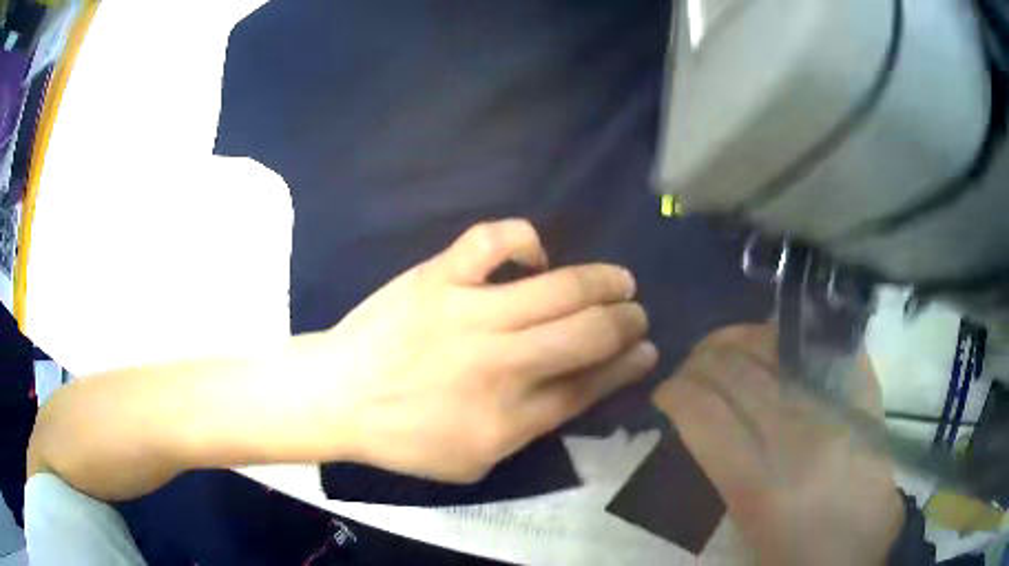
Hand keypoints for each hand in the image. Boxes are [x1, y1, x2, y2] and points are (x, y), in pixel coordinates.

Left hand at [300, 219, 657, 481]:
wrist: (338, 397)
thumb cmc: (405, 437)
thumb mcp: (475, 458)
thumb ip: (531, 426)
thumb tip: (582, 386)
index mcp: (510, 418)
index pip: (591, 385)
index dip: (629, 365)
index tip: (648, 351)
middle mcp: (501, 365)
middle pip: (588, 335)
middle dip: (628, 322)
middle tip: (637, 314)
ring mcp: (469, 314)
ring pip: (559, 288)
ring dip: (602, 282)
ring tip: (619, 281)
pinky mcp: (438, 278)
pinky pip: (493, 241)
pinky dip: (525, 241)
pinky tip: (535, 256)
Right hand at [652, 325, 903, 565]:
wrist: (866, 549)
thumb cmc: (798, 557)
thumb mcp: (744, 537)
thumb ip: (719, 482)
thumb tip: (700, 428)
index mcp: (762, 489)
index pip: (705, 416)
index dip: (675, 392)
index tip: (665, 394)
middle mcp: (801, 437)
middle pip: (738, 372)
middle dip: (701, 359)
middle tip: (691, 369)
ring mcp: (838, 408)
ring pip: (777, 347)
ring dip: (739, 339)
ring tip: (725, 349)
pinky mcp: (864, 394)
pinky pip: (821, 345)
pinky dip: (790, 336)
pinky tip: (773, 342)